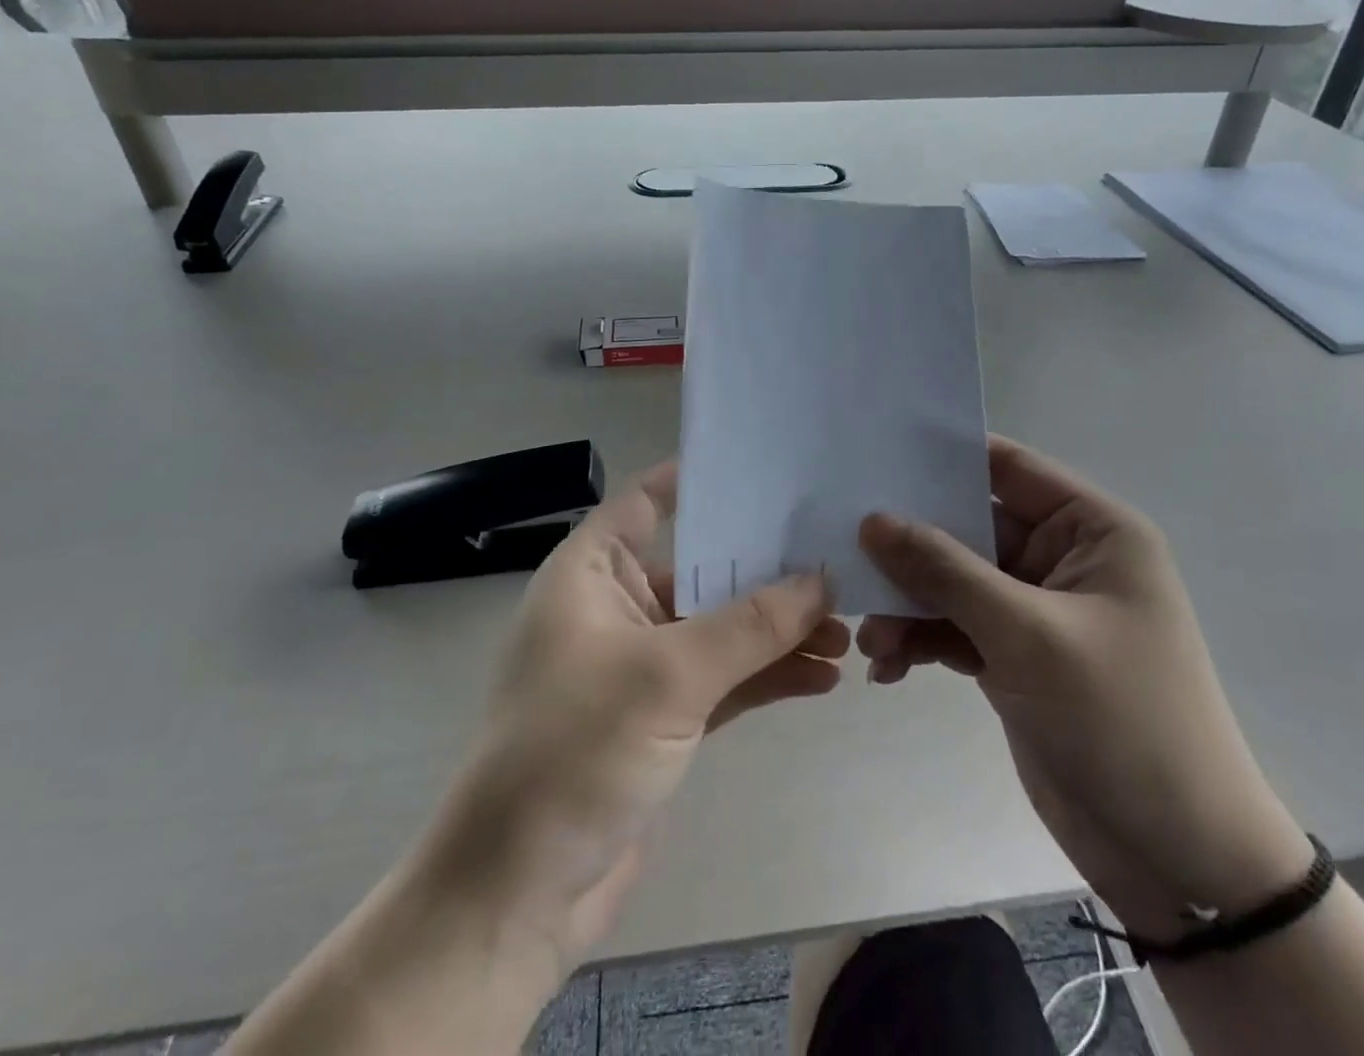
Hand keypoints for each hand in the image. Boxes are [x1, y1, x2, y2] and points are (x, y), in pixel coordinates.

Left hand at [426, 462, 847, 969]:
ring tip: (845, 629)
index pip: (646, 501)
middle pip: (699, 566)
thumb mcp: (668, 674)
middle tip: (835, 557)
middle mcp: (615, 608)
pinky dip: (767, 676)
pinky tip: (822, 677)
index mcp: (591, 574)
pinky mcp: (662, 718)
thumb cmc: (575, 751)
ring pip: (720, 628)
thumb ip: (750, 624)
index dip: (699, 480)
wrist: (517, 895)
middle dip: (765, 568)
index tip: (766, 469)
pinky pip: (724, 680)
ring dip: (777, 630)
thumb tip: (823, 578)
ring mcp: (640, 665)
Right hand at [858, 436, 1311, 942]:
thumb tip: (873, 519)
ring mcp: (1035, 610)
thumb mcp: (1027, 633)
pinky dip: (922, 640)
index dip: (943, 456)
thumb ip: (945, 570)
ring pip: (953, 581)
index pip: (1007, 466)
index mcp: (1091, 530)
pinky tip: (889, 668)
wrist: (1178, 857)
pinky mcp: (1014, 656)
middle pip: (969, 526)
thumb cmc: (1121, 720)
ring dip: (909, 604)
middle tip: (848, 552)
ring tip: (872, 640)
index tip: (875, 456)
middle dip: (910, 545)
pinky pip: (954, 627)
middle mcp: (1063, 559)